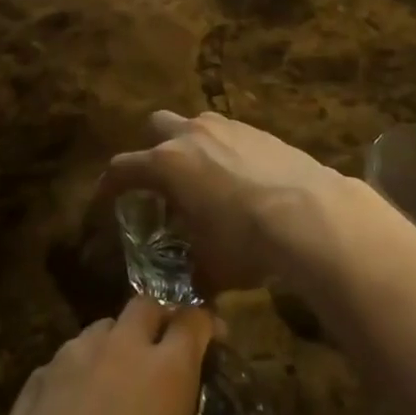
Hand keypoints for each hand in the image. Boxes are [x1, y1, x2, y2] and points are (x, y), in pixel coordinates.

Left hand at [0, 299, 247, 414]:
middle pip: (146, 307)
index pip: (193, 321)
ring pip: (101, 328)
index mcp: (166, 375)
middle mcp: (120, 351)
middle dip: (160, 321)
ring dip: (116, 343)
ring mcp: (71, 360)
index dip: (206, 325)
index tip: (215, 339)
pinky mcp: (33, 381)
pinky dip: (77, 372)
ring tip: (118, 380)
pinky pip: (64, 360)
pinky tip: (73, 410)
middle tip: (166, 353)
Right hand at [105, 111, 342, 294]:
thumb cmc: (246, 240)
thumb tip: (190, 291)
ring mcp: (227, 126)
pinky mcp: (258, 129)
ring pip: (195, 124)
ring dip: (191, 146)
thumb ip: (191, 274)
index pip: (122, 168)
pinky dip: (225, 150)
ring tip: (204, 179)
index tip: (105, 200)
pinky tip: (241, 180)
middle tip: (161, 182)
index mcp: (167, 164)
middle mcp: (191, 134)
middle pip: (155, 126)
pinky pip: (228, 133)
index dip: (109, 185)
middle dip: (152, 149)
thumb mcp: (211, 267)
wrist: (310, 212)